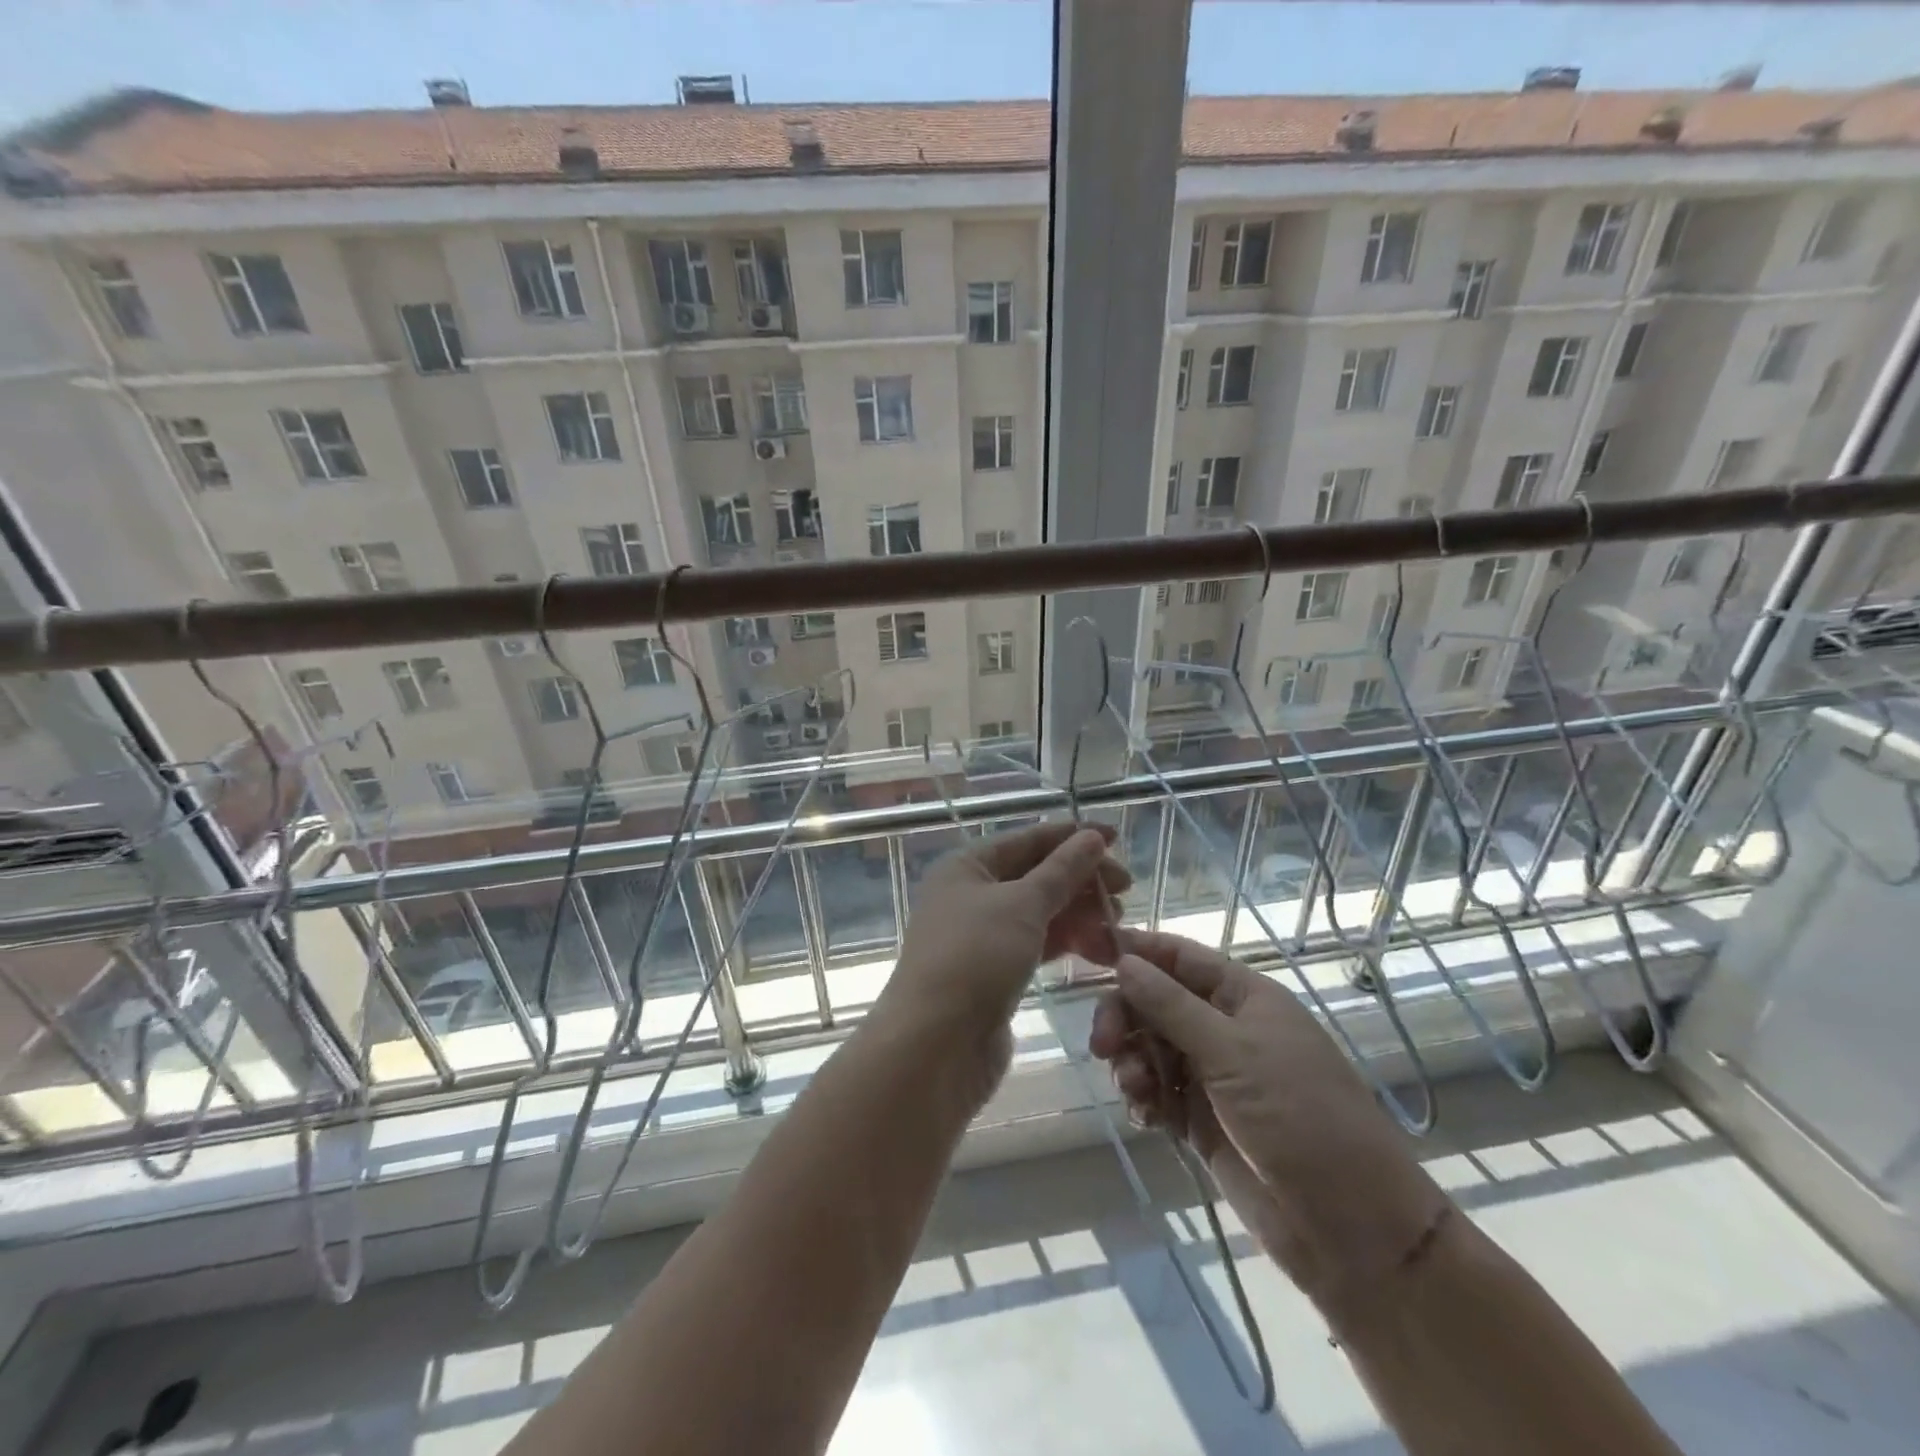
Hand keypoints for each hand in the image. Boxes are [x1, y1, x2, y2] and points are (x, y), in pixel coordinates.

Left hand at [873, 822, 1128, 1095]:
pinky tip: (1101, 950)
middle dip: (1080, 880)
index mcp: (967, 866)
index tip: (1117, 837)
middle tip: (1126, 891)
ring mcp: (981, 936)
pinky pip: (1037, 945)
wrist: (935, 1046)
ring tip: (1119, 925)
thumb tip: (1092, 837)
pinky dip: (1067, 943)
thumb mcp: (1022, 905)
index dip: (1072, 836)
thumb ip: (1062, 870)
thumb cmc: (975, 958)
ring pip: (1039, 913)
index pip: (1027, 839)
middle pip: (1035, 875)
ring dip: (1079, 914)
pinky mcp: (994, 973)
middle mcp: (970, 895)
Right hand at [1090, 928, 1447, 1306]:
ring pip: (1151, 1046)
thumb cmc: (1299, 1118)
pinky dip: (1144, 1097)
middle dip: (1125, 1016)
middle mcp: (1225, 1027)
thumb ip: (1171, 1005)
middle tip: (1103, 1045)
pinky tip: (1145, 1116)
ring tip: (1136, 1091)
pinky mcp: (1203, 1118)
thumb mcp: (1232, 1053)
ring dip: (1132, 1061)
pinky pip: (1158, 1090)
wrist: (1351, 1229)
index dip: (1133, 948)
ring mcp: (1214, 1074)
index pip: (1177, 955)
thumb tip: (1124, 960)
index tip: (1084, 947)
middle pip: (1155, 1001)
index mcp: (1243, 996)